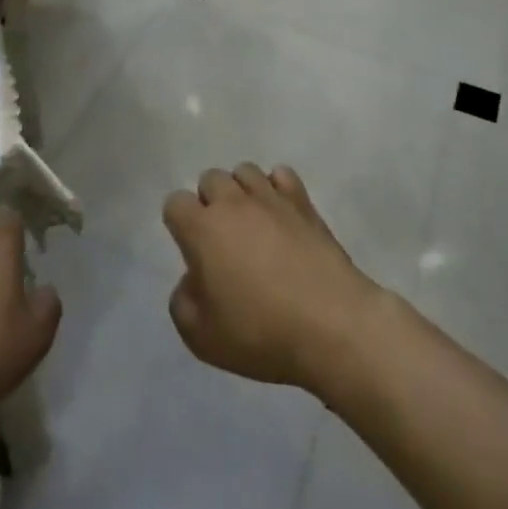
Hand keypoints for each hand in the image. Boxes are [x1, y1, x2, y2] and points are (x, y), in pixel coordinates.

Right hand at [162, 164, 386, 392]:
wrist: (332, 326)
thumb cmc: (261, 333)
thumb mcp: (201, 337)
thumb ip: (182, 303)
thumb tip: (192, 280)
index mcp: (202, 229)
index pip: (175, 203)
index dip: (180, 224)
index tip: (193, 251)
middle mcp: (232, 203)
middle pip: (210, 179)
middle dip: (210, 202)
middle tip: (222, 240)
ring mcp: (271, 199)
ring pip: (245, 171)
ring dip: (242, 192)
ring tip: (252, 223)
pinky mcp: (304, 203)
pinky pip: (282, 175)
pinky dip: (277, 188)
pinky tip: (281, 215)